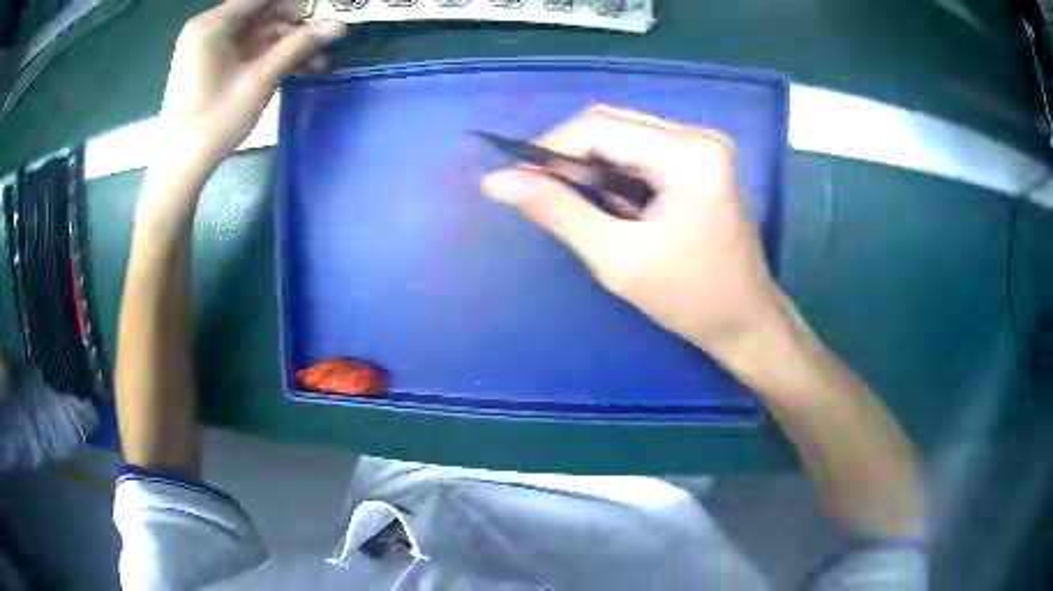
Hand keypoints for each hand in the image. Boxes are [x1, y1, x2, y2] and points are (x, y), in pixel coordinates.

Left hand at [155, 0, 345, 174]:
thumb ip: (298, 47)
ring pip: (259, 32)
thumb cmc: (213, 124)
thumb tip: (339, 25)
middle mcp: (209, 28)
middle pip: (262, 12)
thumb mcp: (258, 81)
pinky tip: (298, 68)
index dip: (296, 2)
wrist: (179, 169)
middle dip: (296, 24)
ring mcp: (210, 46)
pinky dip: (271, 56)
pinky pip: (248, 49)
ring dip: (289, 43)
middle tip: (327, 39)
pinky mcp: (213, 63)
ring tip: (319, 62)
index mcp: (212, 25)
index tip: (325, 10)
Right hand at [482, 105, 783, 362]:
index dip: (549, 148)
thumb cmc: (689, 299)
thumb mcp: (616, 259)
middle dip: (569, 155)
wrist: (746, 320)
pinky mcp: (702, 158)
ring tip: (576, 205)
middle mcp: (699, 136)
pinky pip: (643, 148)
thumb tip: (498, 181)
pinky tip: (609, 203)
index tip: (517, 180)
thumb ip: (557, 211)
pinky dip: (615, 170)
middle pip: (612, 123)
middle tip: (543, 194)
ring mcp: (704, 144)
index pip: (599, 126)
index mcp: (688, 154)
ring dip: (591, 163)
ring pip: (625, 133)